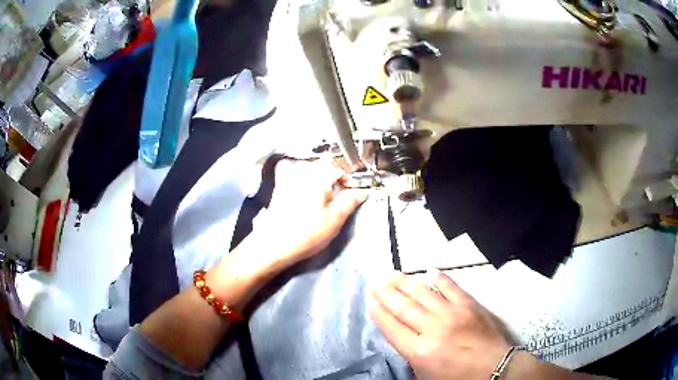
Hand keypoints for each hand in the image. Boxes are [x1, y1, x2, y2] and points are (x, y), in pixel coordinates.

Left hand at [253, 159, 367, 265]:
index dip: (349, 181)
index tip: (354, 193)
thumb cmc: (308, 232)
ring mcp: (288, 174)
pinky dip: (298, 174)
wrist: (275, 243)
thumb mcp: (335, 218)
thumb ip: (350, 201)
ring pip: (308, 166)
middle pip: (324, 165)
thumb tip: (362, 191)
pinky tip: (303, 187)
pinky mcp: (279, 184)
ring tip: (322, 192)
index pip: (340, 170)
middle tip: (339, 194)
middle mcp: (303, 169)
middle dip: (334, 176)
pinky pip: (291, 169)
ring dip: (317, 174)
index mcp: (319, 174)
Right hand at [369, 272, 512, 379]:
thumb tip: (402, 337)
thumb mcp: (426, 376)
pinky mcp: (469, 305)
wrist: (494, 369)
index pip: (392, 328)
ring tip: (393, 274)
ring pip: (423, 294)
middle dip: (386, 293)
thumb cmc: (457, 378)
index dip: (379, 314)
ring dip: (406, 283)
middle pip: (403, 307)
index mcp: (419, 351)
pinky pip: (451, 287)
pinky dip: (440, 279)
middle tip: (375, 281)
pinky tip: (430, 271)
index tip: (370, 301)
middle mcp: (432, 329)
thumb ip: (412, 356)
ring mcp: (452, 314)